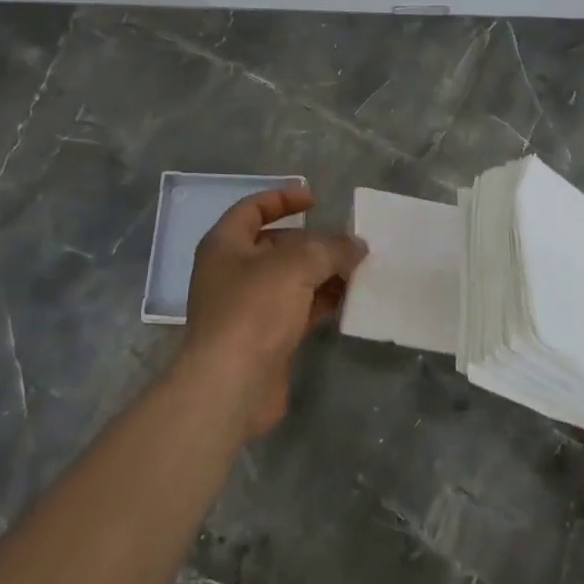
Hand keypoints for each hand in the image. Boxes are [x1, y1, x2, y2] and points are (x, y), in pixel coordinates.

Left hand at [178, 185, 366, 437]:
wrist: (231, 385)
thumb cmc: (254, 309)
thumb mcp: (297, 264)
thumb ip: (331, 248)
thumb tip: (356, 246)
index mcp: (225, 245)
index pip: (252, 208)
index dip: (282, 198)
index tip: (315, 198)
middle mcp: (231, 272)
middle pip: (276, 245)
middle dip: (312, 241)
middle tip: (348, 241)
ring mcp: (247, 307)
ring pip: (290, 279)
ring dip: (322, 272)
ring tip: (359, 268)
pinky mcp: (264, 338)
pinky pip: (297, 309)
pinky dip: (321, 301)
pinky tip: (349, 299)